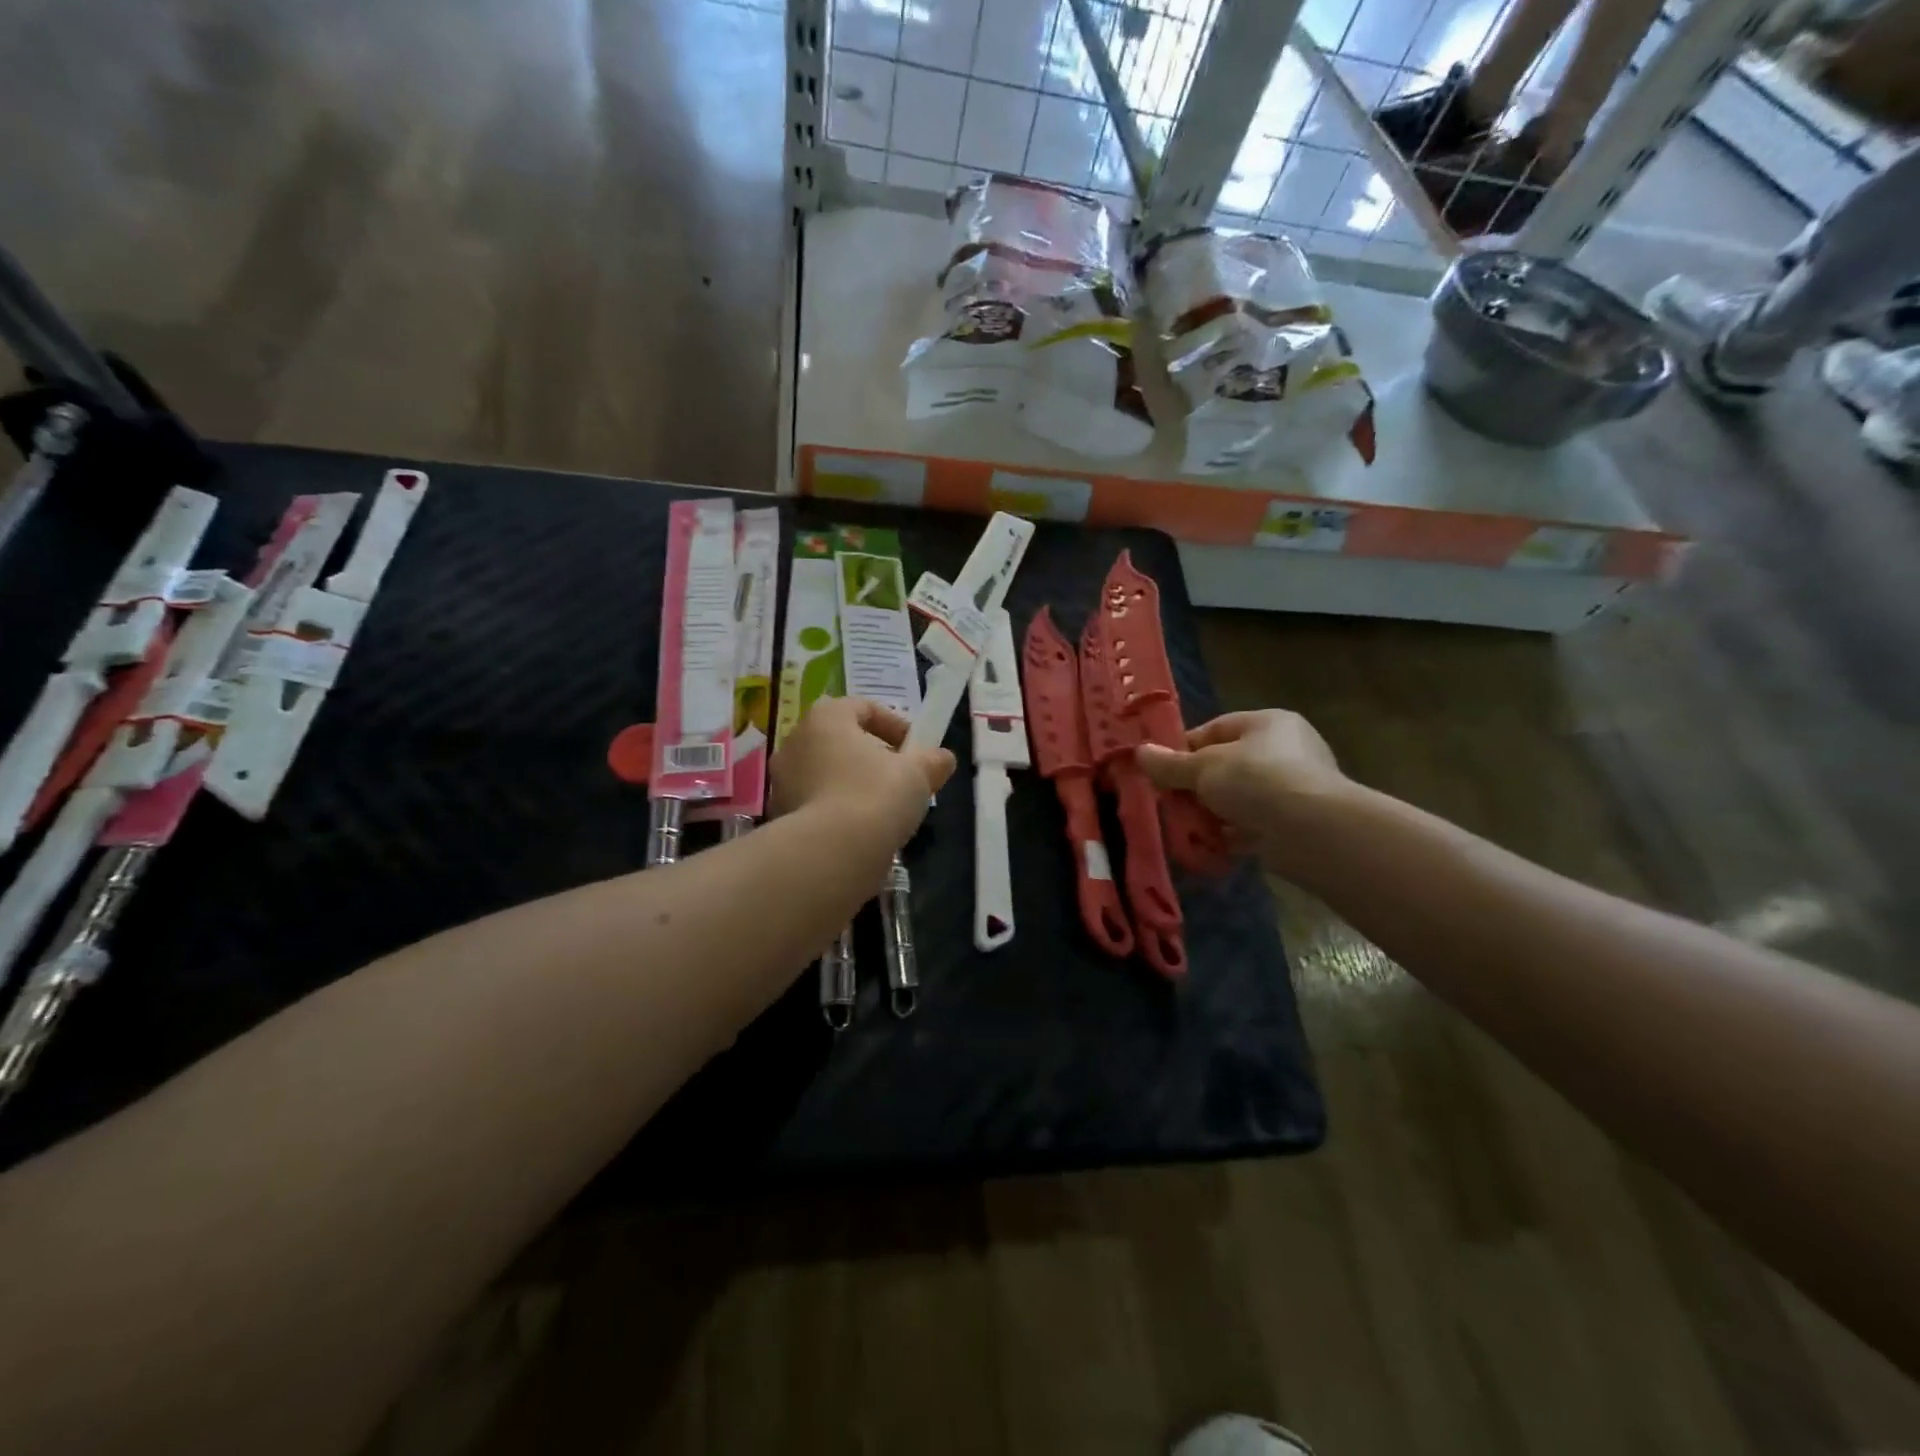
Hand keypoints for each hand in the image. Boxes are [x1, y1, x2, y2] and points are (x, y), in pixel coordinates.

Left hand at [769, 697, 955, 848]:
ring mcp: (782, 781)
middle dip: (873, 757)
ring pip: (827, 773)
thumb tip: (943, 758)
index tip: (916, 749)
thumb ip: (932, 761)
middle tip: (901, 778)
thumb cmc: (875, 796)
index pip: (863, 708)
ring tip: (884, 809)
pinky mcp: (780, 816)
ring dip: (854, 784)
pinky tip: (861, 831)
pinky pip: (816, 803)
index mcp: (826, 718)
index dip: (895, 725)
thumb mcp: (917, 774)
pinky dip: (838, 811)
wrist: (830, 853)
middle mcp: (796, 742)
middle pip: (842, 741)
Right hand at [1135, 710, 1354, 874]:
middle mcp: (1285, 750)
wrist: (1311, 830)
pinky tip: (1206, 846)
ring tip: (1183, 827)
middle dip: (1195, 786)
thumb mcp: (1203, 767)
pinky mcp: (1294, 823)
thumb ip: (1170, 764)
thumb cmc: (1255, 780)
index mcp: (1267, 723)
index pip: (1216, 729)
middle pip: (1226, 765)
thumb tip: (1140, 753)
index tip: (1160, 770)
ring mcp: (1292, 788)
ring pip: (1238, 798)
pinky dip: (1230, 835)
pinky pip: (1252, 825)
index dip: (1184, 748)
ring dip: (1211, 813)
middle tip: (1169, 801)